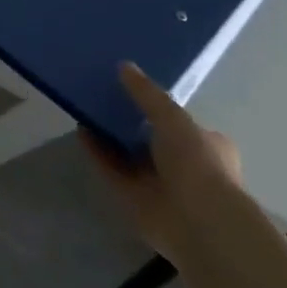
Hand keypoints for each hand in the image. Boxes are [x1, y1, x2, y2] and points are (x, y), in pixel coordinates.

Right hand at [87, 62, 243, 263]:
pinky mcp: (136, 200)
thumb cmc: (197, 162)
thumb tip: (123, 65)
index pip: (180, 122)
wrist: (198, 222)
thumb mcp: (173, 117)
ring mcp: (159, 185)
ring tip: (85, 111)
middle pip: (150, 139)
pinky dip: (97, 153)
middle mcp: (184, 165)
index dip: (157, 107)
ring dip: (109, 136)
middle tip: (102, 98)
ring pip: (128, 155)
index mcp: (206, 145)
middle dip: (128, 122)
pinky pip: (112, 171)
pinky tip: (80, 132)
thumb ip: (147, 93)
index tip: (130, 89)